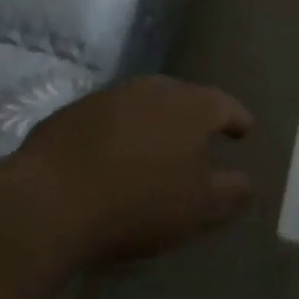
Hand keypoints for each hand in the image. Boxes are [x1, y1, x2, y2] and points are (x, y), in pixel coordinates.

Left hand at [13, 76, 254, 265]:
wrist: (50, 199)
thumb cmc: (138, 203)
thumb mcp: (198, 210)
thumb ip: (232, 193)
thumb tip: (247, 182)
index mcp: (192, 106)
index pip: (225, 105)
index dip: (237, 119)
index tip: (244, 131)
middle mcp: (155, 88)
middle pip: (184, 99)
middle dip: (194, 119)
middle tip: (200, 143)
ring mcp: (112, 95)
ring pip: (146, 105)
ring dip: (155, 124)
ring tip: (155, 150)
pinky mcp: (75, 110)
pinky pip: (111, 118)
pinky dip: (120, 133)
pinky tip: (113, 158)